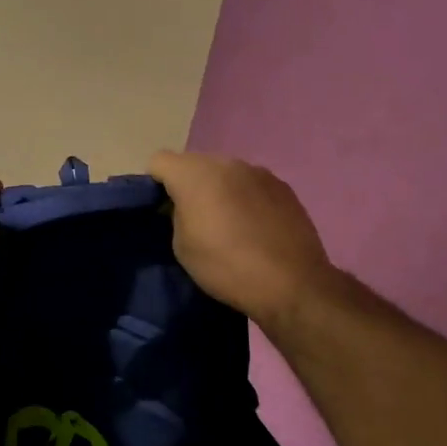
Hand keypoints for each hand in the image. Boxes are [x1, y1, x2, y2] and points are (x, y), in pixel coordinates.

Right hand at [149, 150, 334, 327]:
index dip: (154, 183)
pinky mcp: (283, 186)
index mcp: (194, 174)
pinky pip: (251, 184)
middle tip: (193, 218)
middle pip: (194, 163)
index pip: (159, 161)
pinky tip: (255, 227)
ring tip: (228, 224)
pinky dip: (246, 198)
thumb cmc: (226, 267)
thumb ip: (176, 215)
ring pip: (225, 172)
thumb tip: (185, 206)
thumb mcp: (182, 247)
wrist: (292, 284)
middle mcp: (226, 162)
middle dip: (188, 184)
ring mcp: (258, 171)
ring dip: (219, 189)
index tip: (160, 209)